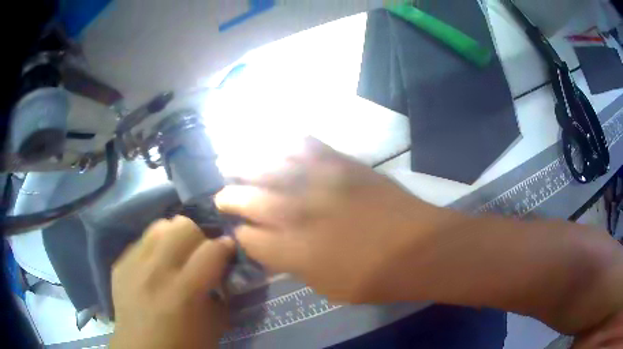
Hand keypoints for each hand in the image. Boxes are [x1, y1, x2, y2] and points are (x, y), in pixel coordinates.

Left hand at [110, 216, 234, 348]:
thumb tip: (224, 270)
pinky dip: (154, 249)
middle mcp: (155, 272)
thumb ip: (222, 295)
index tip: (228, 250)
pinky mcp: (119, 265)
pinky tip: (155, 268)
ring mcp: (132, 265)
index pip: (211, 249)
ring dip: (174, 238)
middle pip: (183, 226)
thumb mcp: (214, 326)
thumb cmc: (184, 345)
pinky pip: (141, 241)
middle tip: (199, 255)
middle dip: (198, 237)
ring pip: (159, 226)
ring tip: (176, 256)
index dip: (226, 245)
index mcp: (183, 292)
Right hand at [215, 138, 444, 302]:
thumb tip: (275, 249)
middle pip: (248, 199)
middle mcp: (297, 214)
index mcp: (291, 251)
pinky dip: (285, 141)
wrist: (419, 248)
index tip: (240, 232)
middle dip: (229, 197)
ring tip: (228, 160)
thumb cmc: (374, 278)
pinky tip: (272, 140)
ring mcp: (319, 183)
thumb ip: (295, 265)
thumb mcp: (326, 286)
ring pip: (268, 166)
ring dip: (243, 163)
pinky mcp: (341, 164)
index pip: (248, 237)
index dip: (241, 235)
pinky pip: (305, 145)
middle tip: (222, 194)